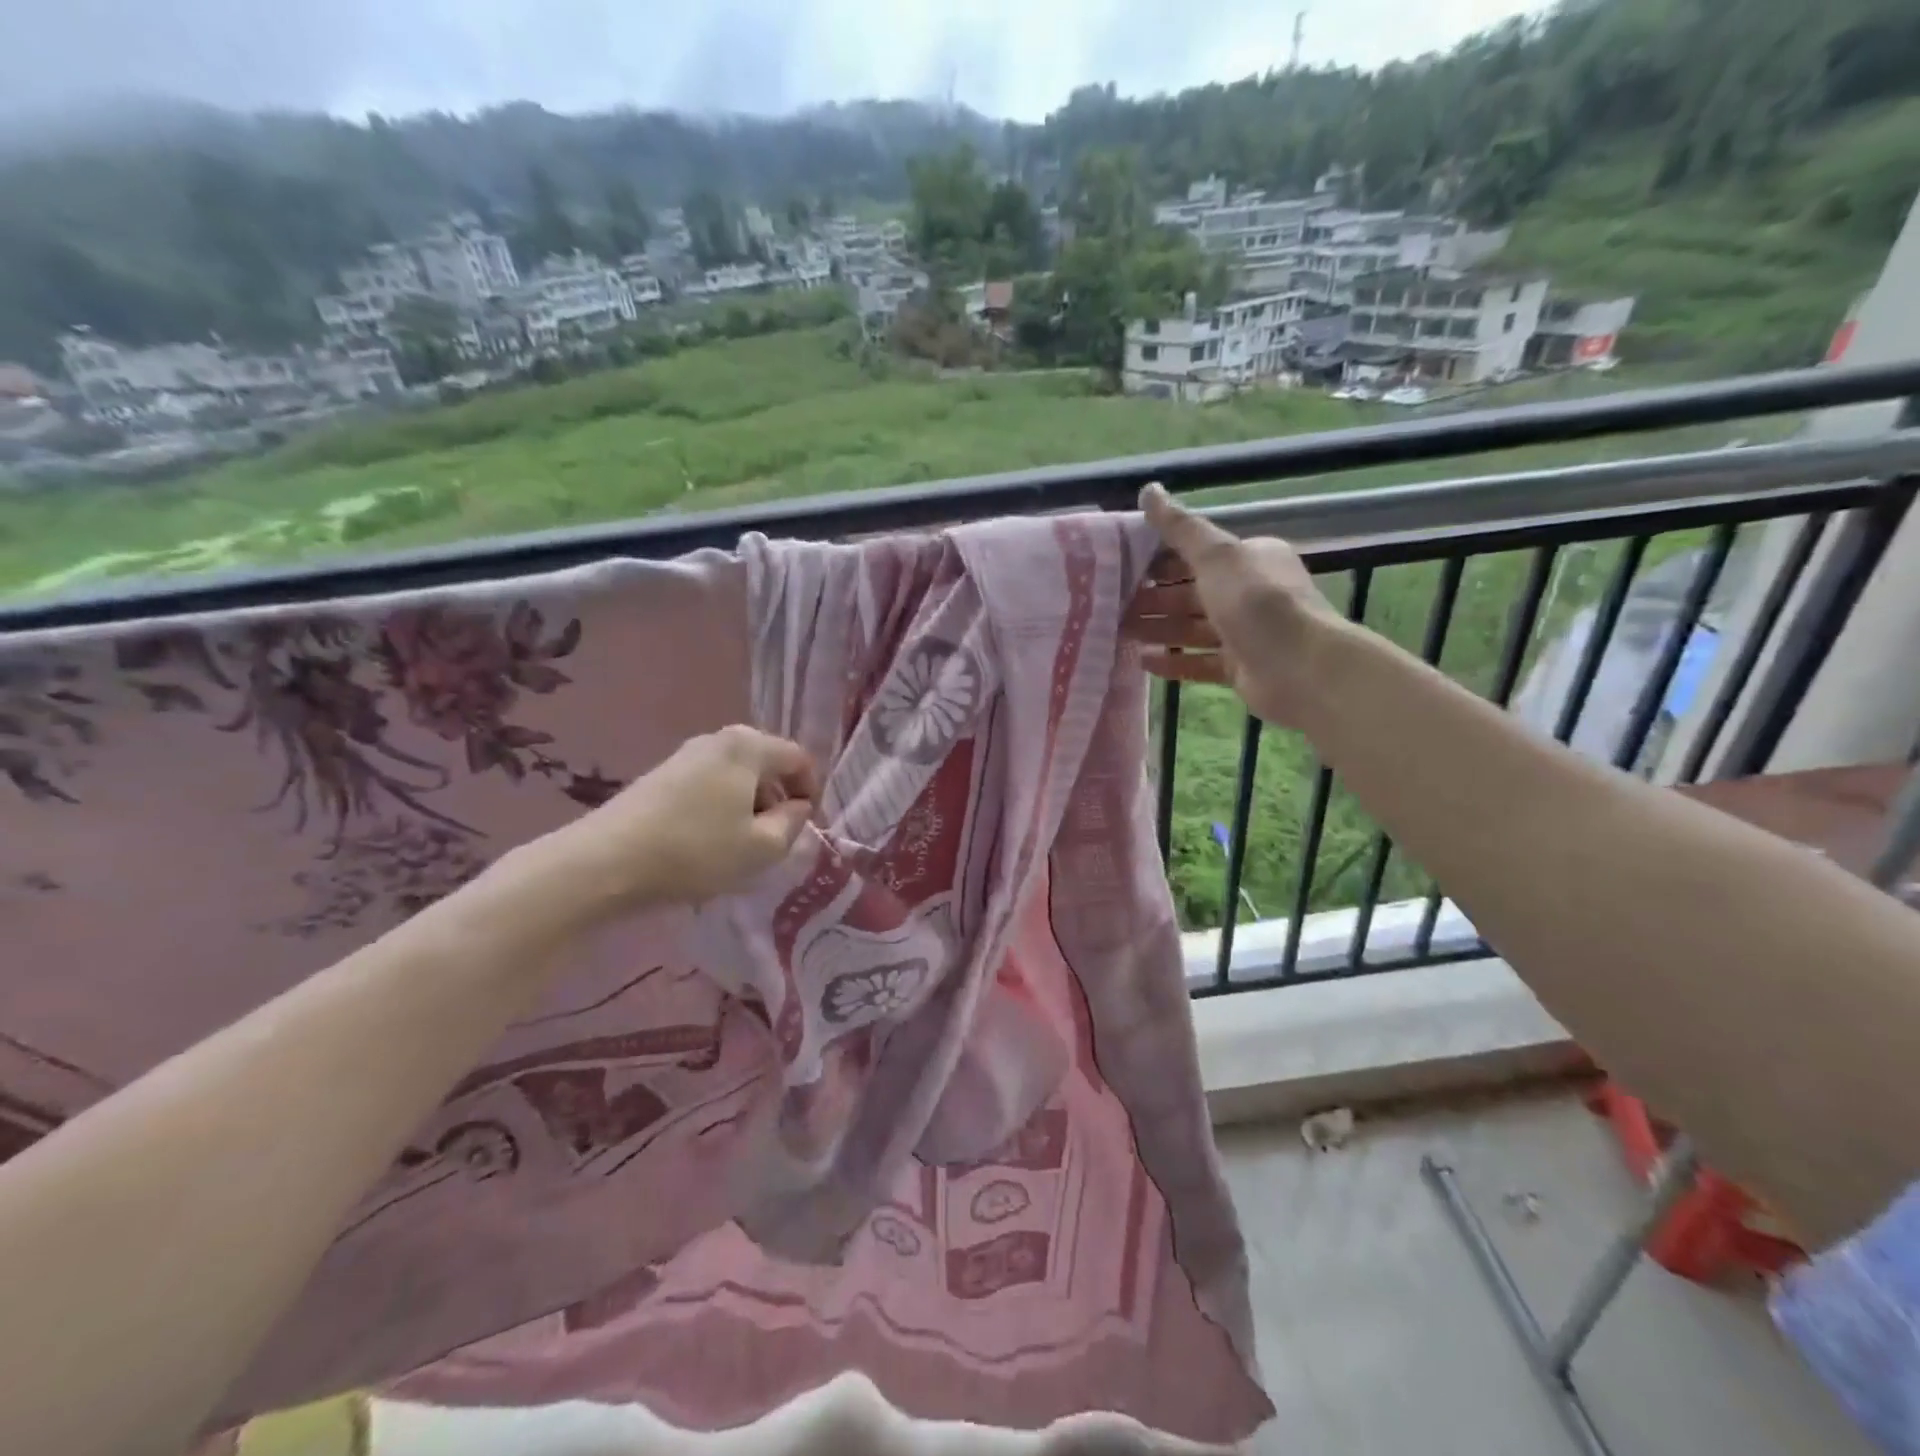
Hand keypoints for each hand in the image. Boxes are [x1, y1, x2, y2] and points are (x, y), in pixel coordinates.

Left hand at [529, 725, 818, 922]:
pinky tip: (707, 843)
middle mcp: (719, 739)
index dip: (811, 792)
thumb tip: (797, 808)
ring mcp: (686, 754)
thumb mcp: (762, 848)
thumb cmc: (697, 851)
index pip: (799, 759)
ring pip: (737, 777)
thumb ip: (793, 824)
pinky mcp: (661, 775)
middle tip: (775, 839)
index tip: (806, 827)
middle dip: (778, 799)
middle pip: (767, 764)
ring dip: (749, 807)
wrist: (607, 862)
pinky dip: (721, 809)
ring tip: (740, 846)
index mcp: (749, 745)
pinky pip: (710, 786)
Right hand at [1125, 482, 1339, 728]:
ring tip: (1119, 632)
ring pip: (1192, 627)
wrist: (1300, 667)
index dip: (1159, 559)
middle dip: (1153, 598)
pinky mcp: (1240, 668)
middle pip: (1191, 592)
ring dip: (1157, 628)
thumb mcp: (1216, 556)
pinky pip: (1199, 661)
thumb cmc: (1256, 602)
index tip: (1121, 567)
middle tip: (1112, 604)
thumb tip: (1149, 489)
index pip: (1197, 554)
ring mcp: (1245, 633)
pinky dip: (1173, 661)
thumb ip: (1180, 527)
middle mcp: (1249, 593)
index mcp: (1249, 559)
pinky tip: (1143, 663)